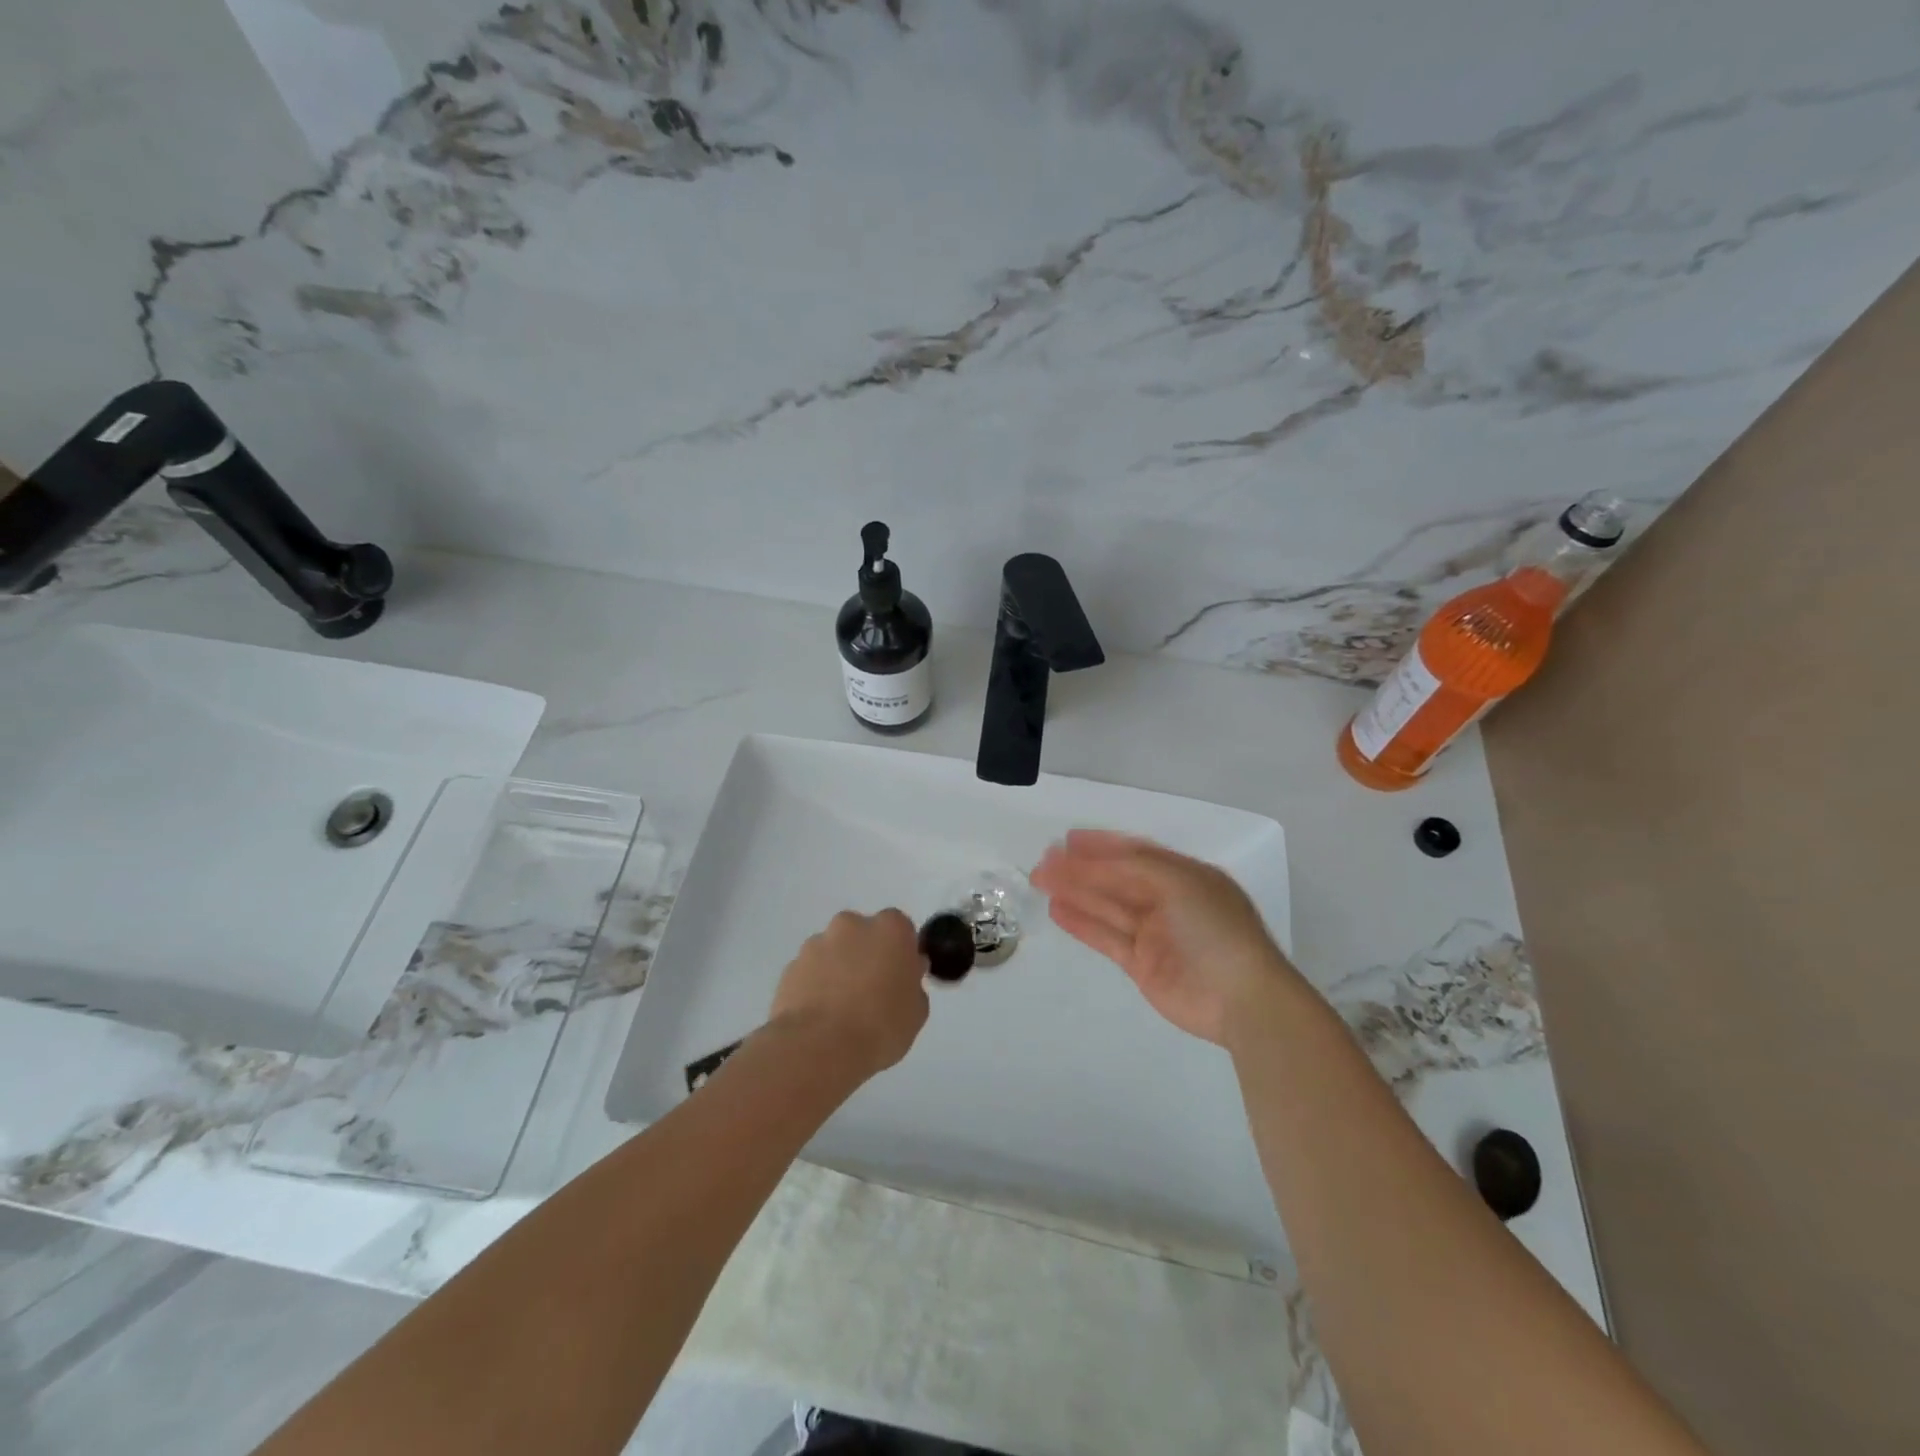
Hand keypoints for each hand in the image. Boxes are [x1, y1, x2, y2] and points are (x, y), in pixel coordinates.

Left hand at [768, 909, 929, 1076]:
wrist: (819, 1047)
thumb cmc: (881, 1026)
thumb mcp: (917, 1011)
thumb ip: (913, 983)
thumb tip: (906, 973)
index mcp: (890, 928)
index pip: (900, 929)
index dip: (900, 952)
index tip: (899, 977)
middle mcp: (852, 924)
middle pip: (864, 934)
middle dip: (866, 955)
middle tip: (871, 992)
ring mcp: (817, 943)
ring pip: (834, 950)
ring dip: (839, 969)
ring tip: (840, 1010)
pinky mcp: (791, 966)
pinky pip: (811, 971)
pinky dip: (815, 985)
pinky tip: (820, 1017)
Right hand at [1030, 830, 1298, 1045]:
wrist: (1241, 999)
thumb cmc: (1214, 929)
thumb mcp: (1178, 883)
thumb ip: (1133, 867)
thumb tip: (1092, 858)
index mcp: (1184, 875)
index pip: (1136, 854)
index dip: (1102, 845)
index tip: (1068, 839)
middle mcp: (1168, 900)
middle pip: (1116, 879)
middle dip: (1081, 868)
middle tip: (1044, 860)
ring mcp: (1155, 934)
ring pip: (1107, 906)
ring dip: (1075, 892)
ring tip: (1041, 880)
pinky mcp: (1142, 964)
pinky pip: (1106, 936)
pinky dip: (1082, 923)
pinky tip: (1058, 909)